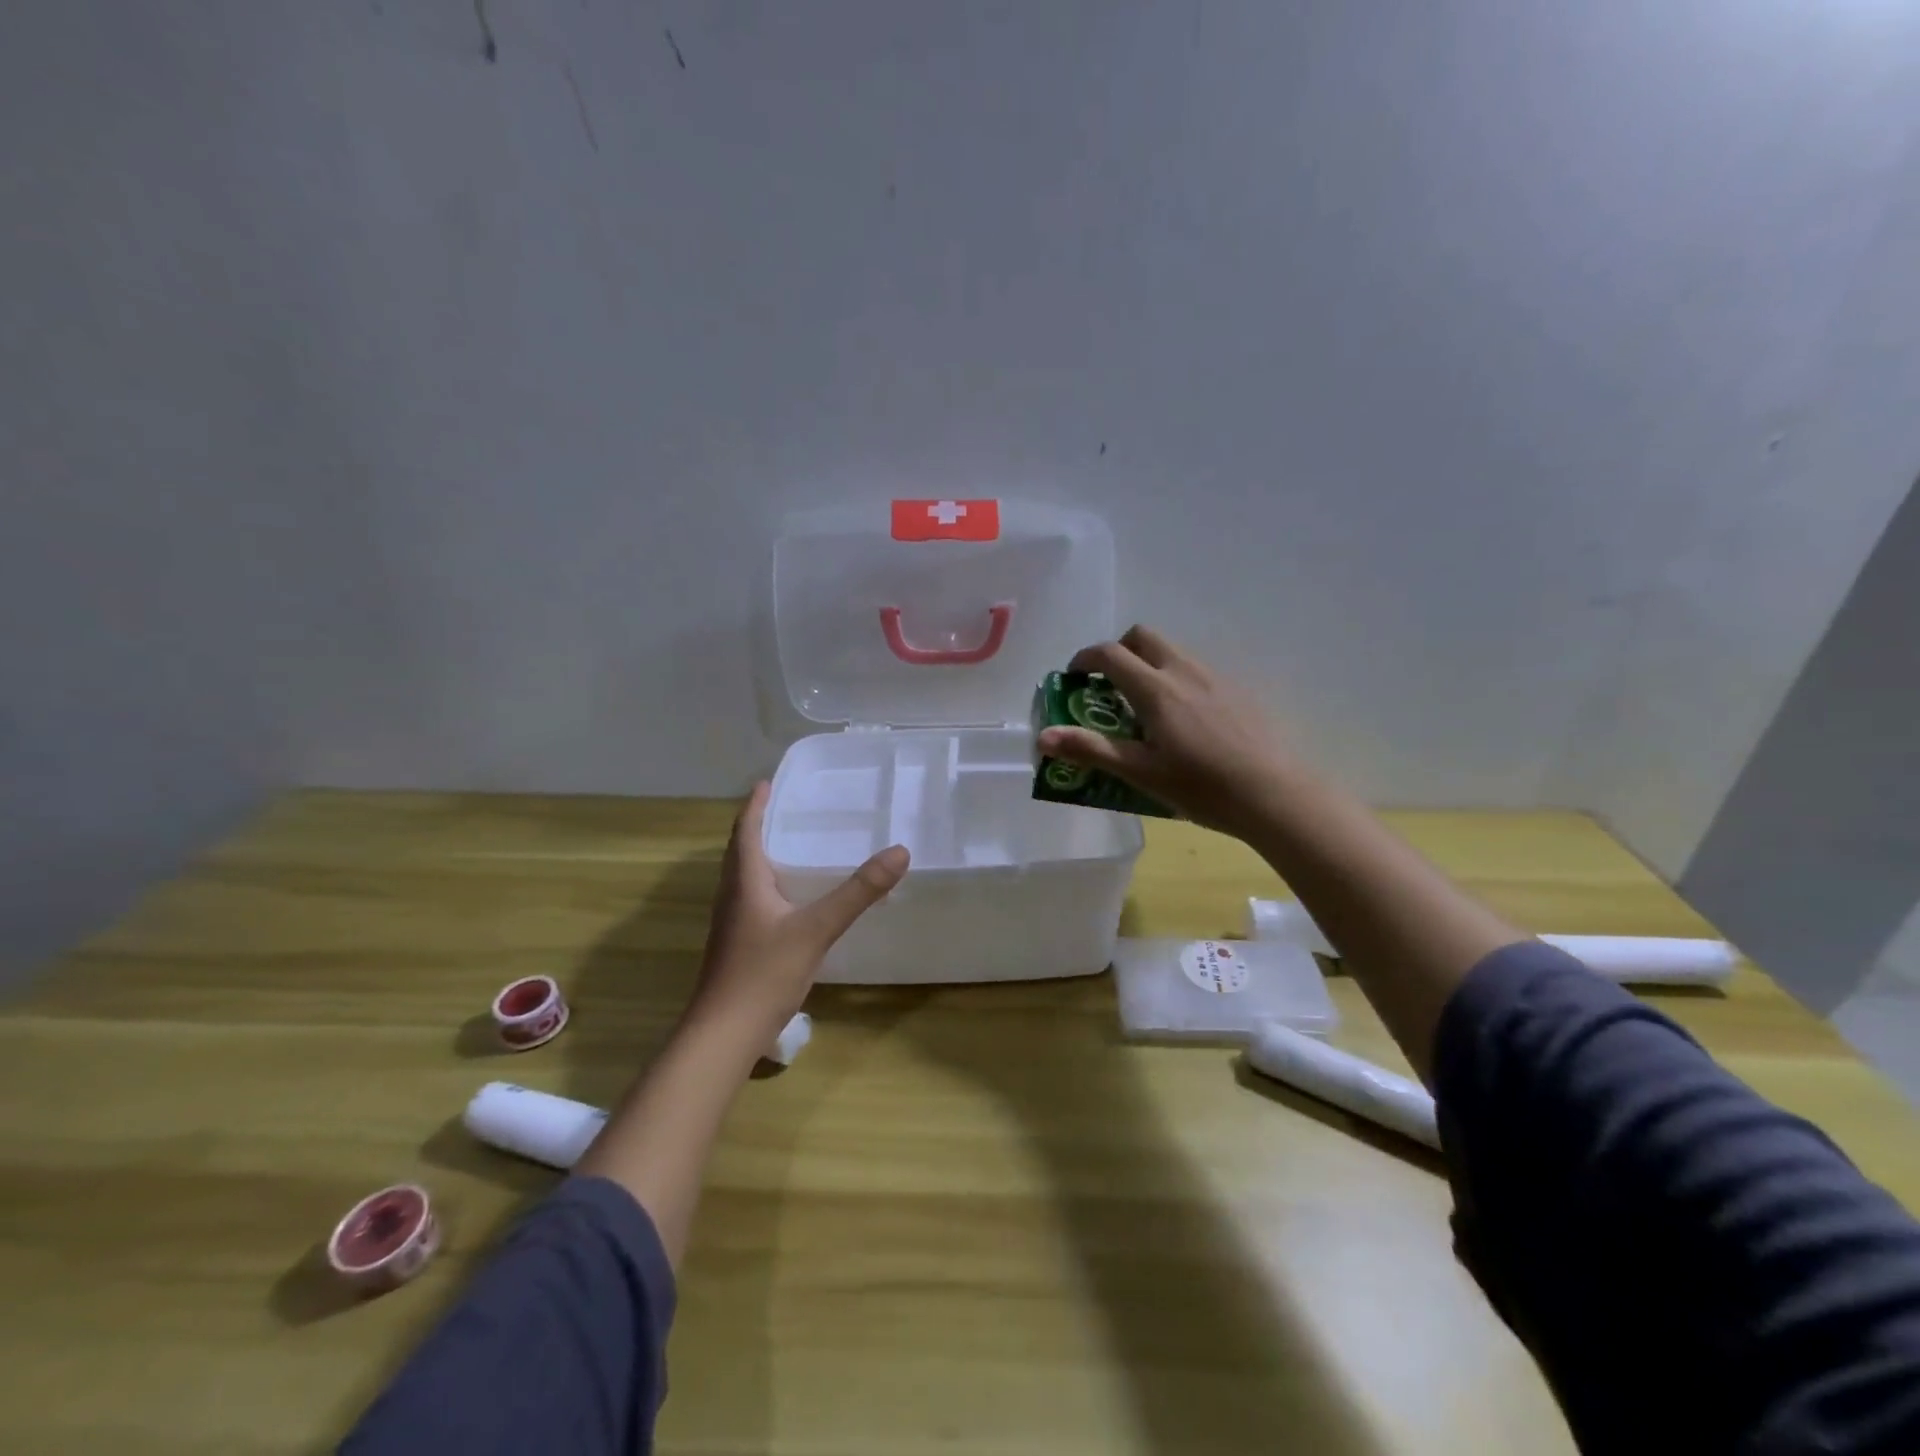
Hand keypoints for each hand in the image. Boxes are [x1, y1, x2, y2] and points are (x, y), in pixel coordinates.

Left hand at [691, 783, 908, 1039]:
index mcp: (744, 881)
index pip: (745, 830)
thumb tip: (899, 852)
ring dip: (762, 854)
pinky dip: (769, 884)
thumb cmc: (764, 973)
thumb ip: (858, 892)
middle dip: (759, 825)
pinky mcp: (738, 945)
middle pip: (741, 850)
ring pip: (745, 877)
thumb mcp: (817, 928)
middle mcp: (732, 896)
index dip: (755, 805)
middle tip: (786, 807)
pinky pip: (752, 899)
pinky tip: (793, 898)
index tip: (767, 782)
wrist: (724, 1034)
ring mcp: (733, 923)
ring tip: (792, 844)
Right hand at [1036, 625, 1297, 839]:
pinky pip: (1197, 670)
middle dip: (1119, 651)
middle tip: (1109, 686)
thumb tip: (1043, 736)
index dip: (1084, 659)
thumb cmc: (1201, 788)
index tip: (1073, 678)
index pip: (1110, 653)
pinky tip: (1186, 722)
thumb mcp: (1140, 773)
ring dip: (1148, 664)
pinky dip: (1176, 678)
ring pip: (1172, 651)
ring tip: (1146, 708)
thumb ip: (1090, 749)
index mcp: (1156, 689)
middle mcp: (1184, 671)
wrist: (1276, 795)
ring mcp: (1216, 677)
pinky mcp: (1239, 690)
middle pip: (1143, 636)